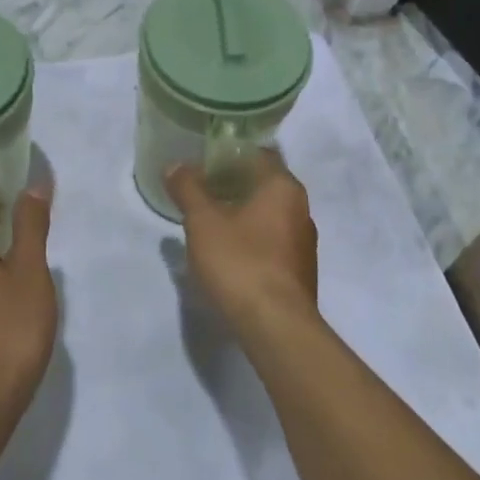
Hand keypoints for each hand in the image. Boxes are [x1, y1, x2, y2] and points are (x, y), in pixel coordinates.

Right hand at [167, 154, 318, 329]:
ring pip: (268, 214)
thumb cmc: (240, 262)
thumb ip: (188, 189)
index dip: (229, 153)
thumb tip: (176, 165)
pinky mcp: (298, 271)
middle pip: (264, 184)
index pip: (259, 154)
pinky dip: (250, 237)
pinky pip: (271, 241)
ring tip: (207, 219)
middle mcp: (301, 209)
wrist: (276, 327)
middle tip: (198, 187)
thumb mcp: (203, 222)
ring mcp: (303, 243)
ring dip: (240, 212)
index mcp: (283, 188)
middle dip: (232, 183)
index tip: (202, 159)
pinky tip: (226, 251)